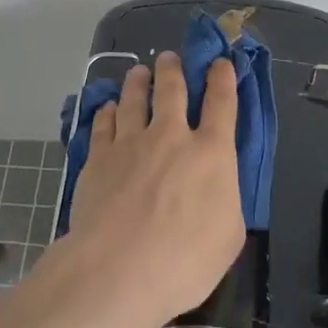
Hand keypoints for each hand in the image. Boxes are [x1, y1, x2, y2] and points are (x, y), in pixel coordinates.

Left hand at [64, 52, 245, 327]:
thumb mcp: (228, 236)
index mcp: (211, 153)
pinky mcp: (98, 157)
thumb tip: (216, 187)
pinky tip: (108, 109)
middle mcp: (171, 136)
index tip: (220, 63)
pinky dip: (108, 112)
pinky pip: (104, 124)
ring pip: (134, 99)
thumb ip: (224, 200)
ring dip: (138, 82)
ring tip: (138, 72)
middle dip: (173, 69)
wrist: (118, 269)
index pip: (222, 103)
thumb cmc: (185, 261)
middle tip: (169, 59)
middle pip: (172, 89)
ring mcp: (130, 142)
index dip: (223, 79)